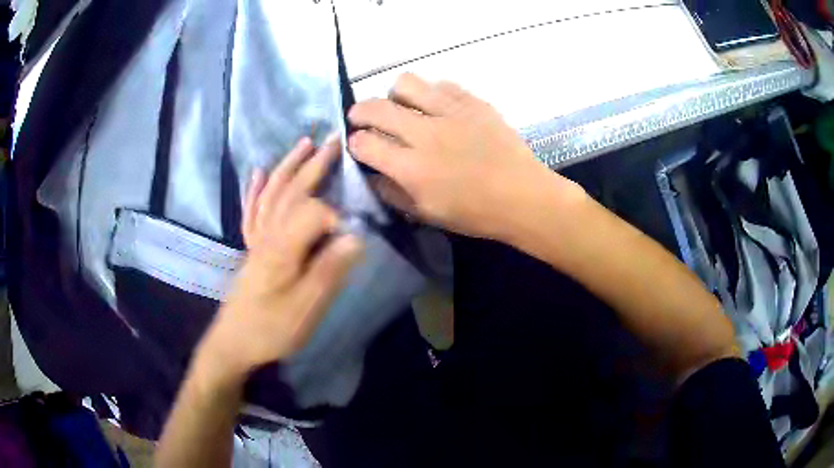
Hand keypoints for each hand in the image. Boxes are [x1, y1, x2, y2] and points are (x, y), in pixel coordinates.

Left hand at [197, 137, 362, 383]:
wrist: (234, 343)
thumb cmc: (271, 329)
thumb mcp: (306, 307)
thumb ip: (330, 269)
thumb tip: (357, 236)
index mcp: (284, 245)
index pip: (315, 212)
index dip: (337, 216)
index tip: (354, 234)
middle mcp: (269, 233)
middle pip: (292, 190)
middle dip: (315, 164)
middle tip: (335, 141)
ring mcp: (257, 239)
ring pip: (273, 192)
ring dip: (288, 166)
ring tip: (303, 144)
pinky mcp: (251, 248)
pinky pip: (252, 211)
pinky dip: (256, 189)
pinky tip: (259, 173)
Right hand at [347, 73, 585, 241]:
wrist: (523, 196)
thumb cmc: (475, 213)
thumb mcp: (426, 214)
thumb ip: (392, 193)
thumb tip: (372, 173)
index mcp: (412, 168)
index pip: (365, 144)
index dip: (354, 143)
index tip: (358, 144)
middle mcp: (425, 134)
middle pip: (376, 108)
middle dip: (359, 111)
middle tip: (362, 117)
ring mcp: (451, 112)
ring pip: (405, 83)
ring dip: (394, 94)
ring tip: (402, 106)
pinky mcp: (473, 102)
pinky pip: (441, 84)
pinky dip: (431, 93)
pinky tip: (436, 107)